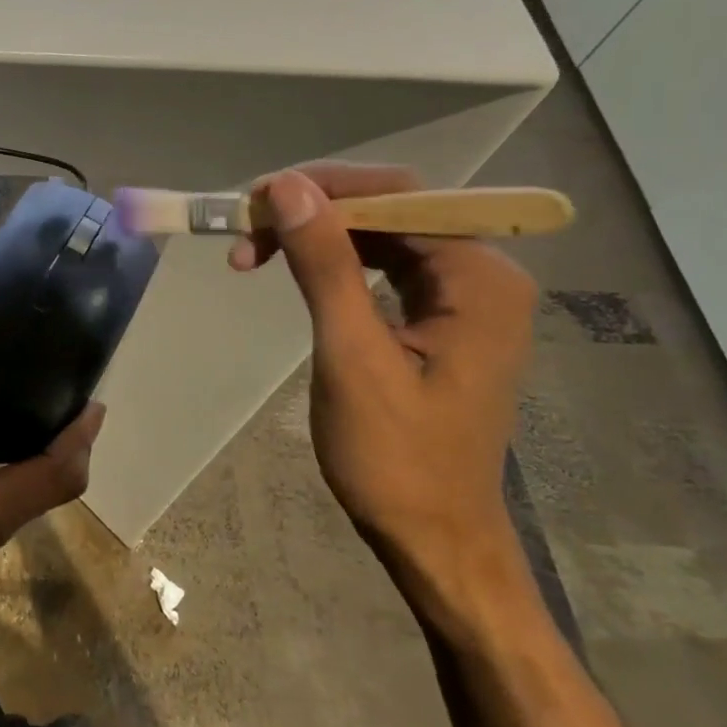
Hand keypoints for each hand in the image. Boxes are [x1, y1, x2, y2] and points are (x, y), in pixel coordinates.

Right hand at [230, 162, 536, 582]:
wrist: (433, 539)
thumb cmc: (396, 458)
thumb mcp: (352, 356)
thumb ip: (325, 265)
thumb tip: (288, 187)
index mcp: (479, 279)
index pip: (399, 196)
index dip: (324, 186)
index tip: (257, 201)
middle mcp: (481, 275)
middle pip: (388, 212)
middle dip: (312, 213)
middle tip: (245, 233)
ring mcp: (462, 299)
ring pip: (380, 237)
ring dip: (315, 237)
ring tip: (253, 253)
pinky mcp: (439, 320)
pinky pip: (382, 268)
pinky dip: (332, 264)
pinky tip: (294, 272)